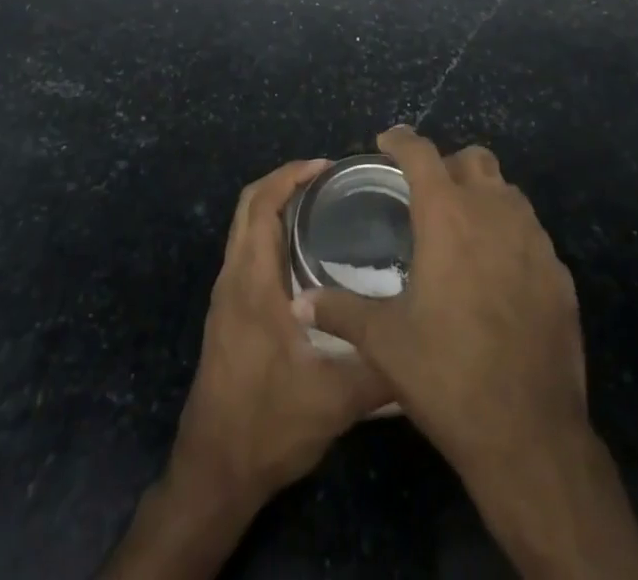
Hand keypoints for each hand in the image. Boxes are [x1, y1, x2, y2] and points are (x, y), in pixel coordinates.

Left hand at [102, 160, 393, 579]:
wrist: (213, 473)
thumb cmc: (268, 425)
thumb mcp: (335, 400)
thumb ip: (382, 369)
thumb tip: (424, 340)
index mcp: (252, 281)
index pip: (261, 203)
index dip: (291, 175)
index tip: (327, 165)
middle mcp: (233, 278)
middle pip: (249, 206)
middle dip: (285, 182)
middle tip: (329, 179)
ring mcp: (226, 297)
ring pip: (245, 229)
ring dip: (276, 207)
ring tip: (323, 208)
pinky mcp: (228, 315)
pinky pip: (247, 253)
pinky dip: (271, 234)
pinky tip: (306, 256)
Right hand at [299, 128, 584, 480]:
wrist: (529, 434)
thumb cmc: (447, 375)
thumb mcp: (384, 342)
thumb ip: (340, 310)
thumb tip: (301, 301)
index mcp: (447, 215)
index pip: (421, 153)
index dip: (401, 139)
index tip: (387, 141)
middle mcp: (494, 212)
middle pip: (473, 159)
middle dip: (448, 165)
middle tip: (427, 193)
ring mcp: (534, 240)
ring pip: (508, 191)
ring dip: (483, 196)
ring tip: (462, 229)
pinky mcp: (560, 272)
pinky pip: (532, 233)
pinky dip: (510, 235)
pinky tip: (497, 274)